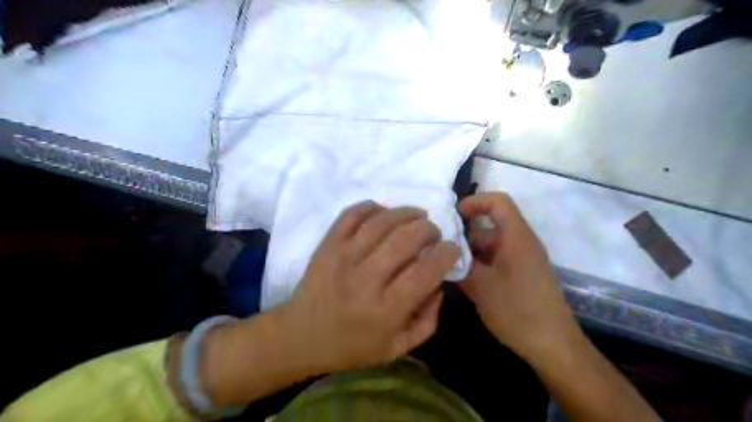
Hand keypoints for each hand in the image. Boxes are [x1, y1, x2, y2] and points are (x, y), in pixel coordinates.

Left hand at [280, 199, 461, 372]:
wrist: (301, 336)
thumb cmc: (352, 346)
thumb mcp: (397, 347)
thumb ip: (427, 320)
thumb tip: (439, 283)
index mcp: (386, 309)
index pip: (425, 271)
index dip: (446, 254)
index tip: (451, 248)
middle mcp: (366, 279)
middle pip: (405, 239)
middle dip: (428, 229)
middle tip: (432, 232)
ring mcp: (343, 257)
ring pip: (381, 222)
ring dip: (406, 212)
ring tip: (417, 215)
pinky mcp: (327, 245)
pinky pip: (351, 215)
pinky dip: (371, 207)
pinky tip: (384, 211)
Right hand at [459, 193, 576, 361]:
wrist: (553, 345)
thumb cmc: (517, 310)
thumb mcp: (481, 286)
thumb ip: (460, 263)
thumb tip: (445, 249)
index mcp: (516, 237)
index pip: (498, 202)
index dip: (474, 202)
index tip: (452, 216)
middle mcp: (520, 243)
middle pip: (489, 226)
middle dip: (464, 234)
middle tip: (440, 248)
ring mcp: (522, 260)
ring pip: (490, 246)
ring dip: (469, 253)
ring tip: (446, 266)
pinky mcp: (521, 274)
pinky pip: (496, 260)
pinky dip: (479, 264)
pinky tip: (462, 280)